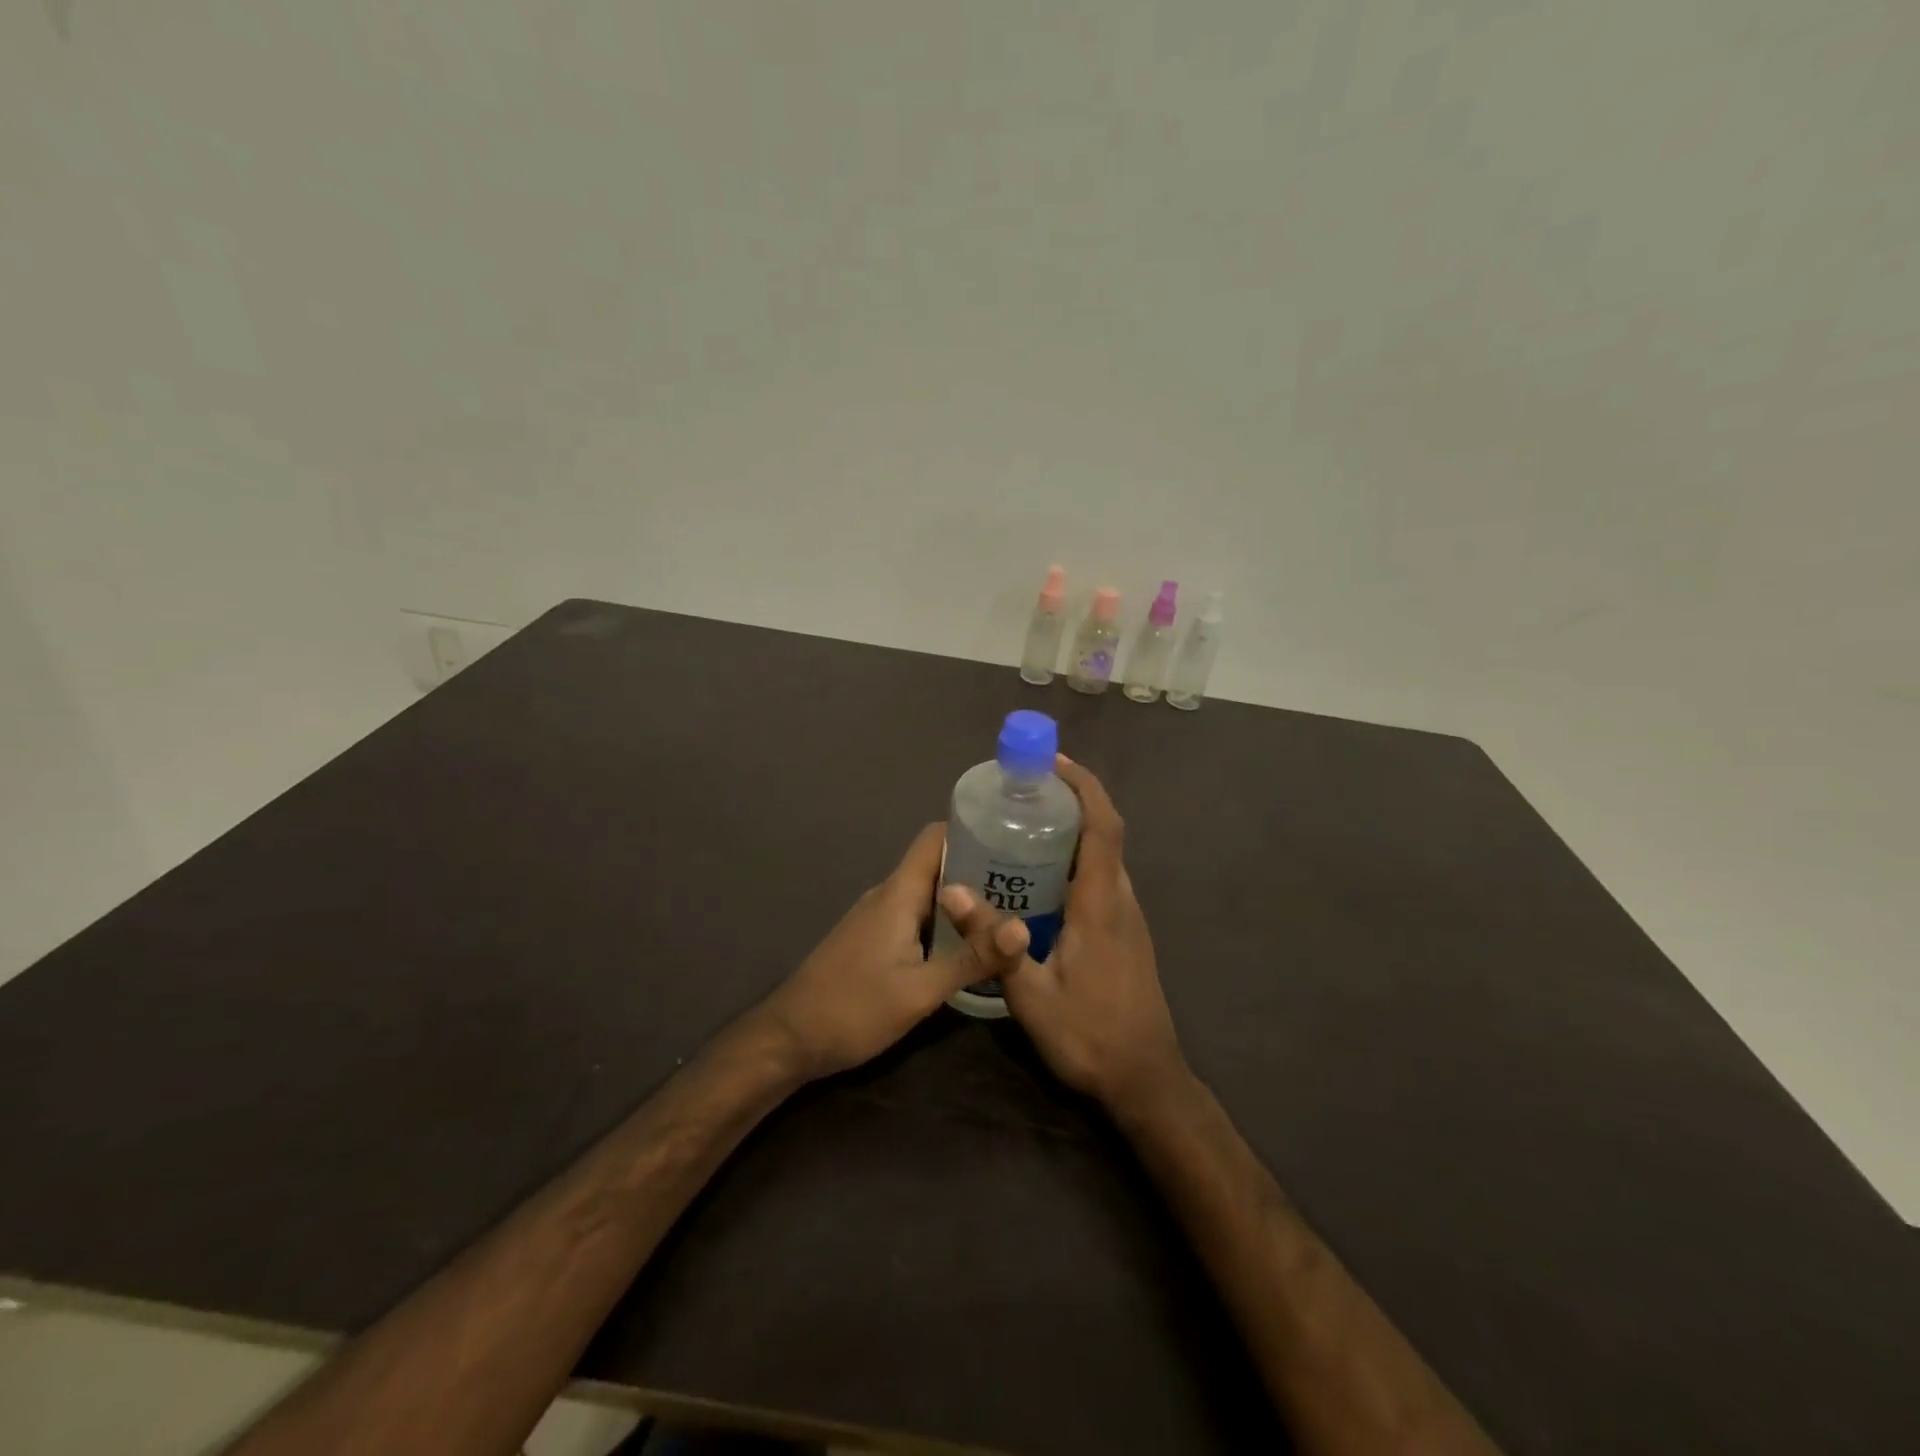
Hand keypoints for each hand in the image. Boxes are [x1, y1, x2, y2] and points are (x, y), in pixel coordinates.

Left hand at [756, 822, 1031, 1079]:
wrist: (788, 1040)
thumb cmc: (852, 1009)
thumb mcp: (919, 991)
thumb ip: (971, 959)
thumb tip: (1024, 930)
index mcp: (898, 893)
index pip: (935, 838)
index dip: (972, 830)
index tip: (1013, 839)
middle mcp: (888, 895)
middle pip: (938, 864)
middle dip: (980, 869)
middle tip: (1027, 883)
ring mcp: (878, 918)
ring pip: (928, 893)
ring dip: (965, 899)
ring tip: (1009, 912)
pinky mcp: (874, 940)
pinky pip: (917, 916)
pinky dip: (946, 922)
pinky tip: (970, 944)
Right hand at [1000, 756, 1188, 1117]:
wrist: (1145, 1080)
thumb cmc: (1089, 1036)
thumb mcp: (1031, 995)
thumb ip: (993, 942)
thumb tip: (951, 891)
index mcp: (1102, 904)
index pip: (1103, 827)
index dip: (1084, 787)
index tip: (1053, 763)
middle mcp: (1121, 901)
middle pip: (1104, 834)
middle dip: (1072, 802)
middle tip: (1024, 793)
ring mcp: (1128, 918)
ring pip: (1104, 858)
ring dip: (1074, 831)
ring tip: (1025, 827)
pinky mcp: (1126, 934)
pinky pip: (1101, 880)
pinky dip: (1076, 861)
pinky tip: (1040, 880)